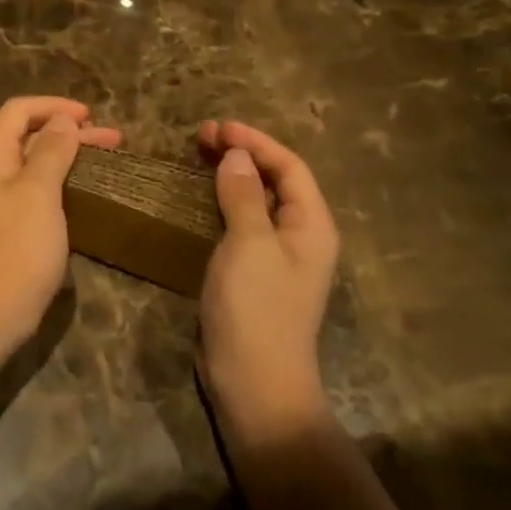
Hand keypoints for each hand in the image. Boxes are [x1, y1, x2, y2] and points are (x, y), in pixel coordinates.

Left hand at [0, 96, 121, 363]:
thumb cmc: (15, 248)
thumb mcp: (39, 192)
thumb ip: (52, 151)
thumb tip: (62, 121)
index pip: (19, 111)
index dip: (54, 107)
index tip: (91, 116)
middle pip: (30, 136)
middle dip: (70, 132)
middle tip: (114, 140)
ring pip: (36, 164)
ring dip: (70, 157)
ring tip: (109, 159)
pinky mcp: (8, 226)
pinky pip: (36, 191)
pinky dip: (62, 183)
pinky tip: (88, 191)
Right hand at [197, 120, 339, 434]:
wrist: (255, 382)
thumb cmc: (257, 308)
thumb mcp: (250, 244)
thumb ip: (243, 195)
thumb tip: (237, 155)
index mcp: (311, 226)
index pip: (290, 167)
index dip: (256, 141)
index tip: (219, 127)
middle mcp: (300, 236)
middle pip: (274, 181)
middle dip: (242, 154)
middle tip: (201, 136)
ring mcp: (276, 257)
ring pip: (255, 201)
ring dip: (230, 175)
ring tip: (198, 155)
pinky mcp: (252, 274)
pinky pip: (241, 224)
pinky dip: (222, 202)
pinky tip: (200, 197)